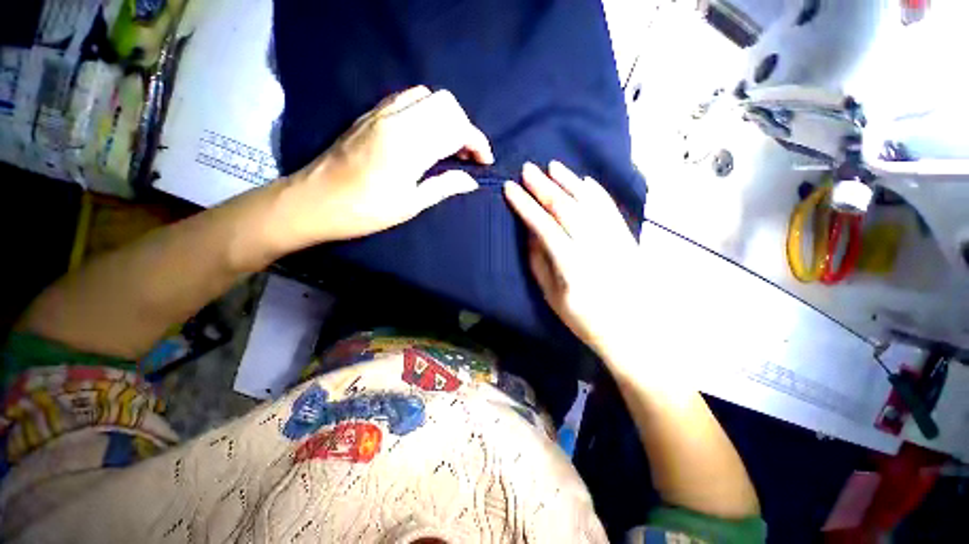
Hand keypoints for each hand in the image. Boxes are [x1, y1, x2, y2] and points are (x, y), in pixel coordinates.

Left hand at [273, 86, 492, 247]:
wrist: (315, 201)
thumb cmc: (365, 211)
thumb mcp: (410, 204)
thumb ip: (445, 186)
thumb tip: (472, 181)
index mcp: (409, 145)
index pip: (456, 127)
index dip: (477, 142)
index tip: (485, 161)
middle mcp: (397, 119)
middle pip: (446, 104)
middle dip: (464, 127)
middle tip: (466, 155)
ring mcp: (381, 112)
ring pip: (427, 96)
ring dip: (446, 117)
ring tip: (448, 146)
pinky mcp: (371, 114)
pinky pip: (407, 99)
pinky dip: (426, 112)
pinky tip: (425, 136)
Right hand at [504, 162, 644, 364]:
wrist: (634, 329)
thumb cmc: (585, 319)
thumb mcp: (553, 297)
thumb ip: (540, 262)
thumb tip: (531, 232)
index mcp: (571, 264)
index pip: (543, 225)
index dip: (525, 205)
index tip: (509, 189)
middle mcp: (593, 245)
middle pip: (565, 208)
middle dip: (543, 187)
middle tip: (527, 170)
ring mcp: (613, 238)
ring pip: (588, 202)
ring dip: (568, 181)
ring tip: (552, 166)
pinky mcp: (626, 237)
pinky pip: (609, 208)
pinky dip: (595, 191)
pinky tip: (583, 180)